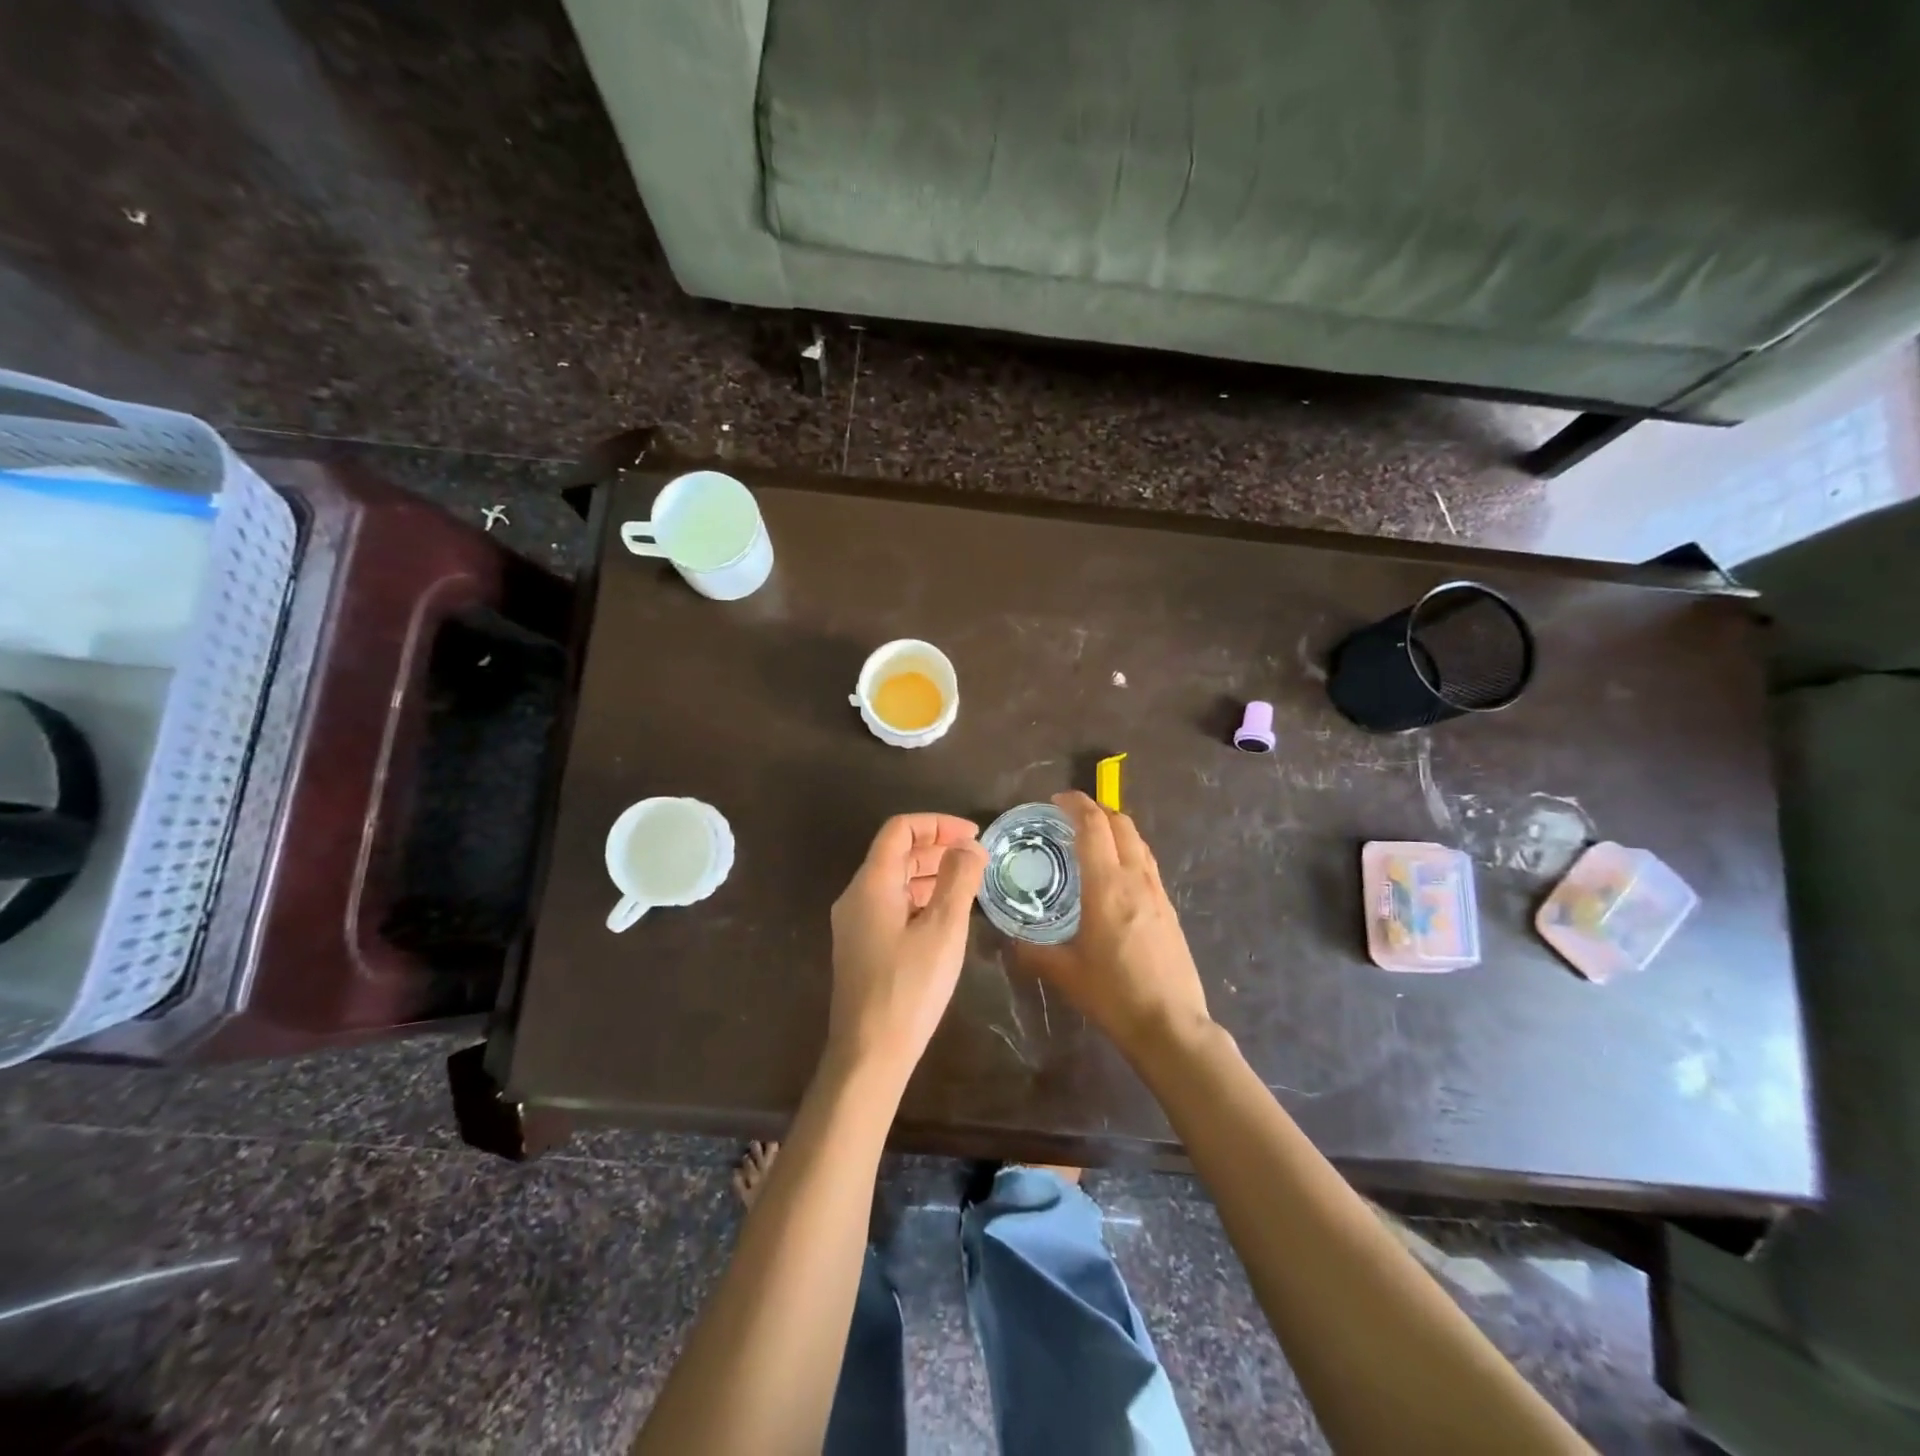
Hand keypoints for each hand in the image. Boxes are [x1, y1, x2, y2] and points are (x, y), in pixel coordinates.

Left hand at [826, 813, 987, 1087]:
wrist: (869, 1054)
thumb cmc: (909, 987)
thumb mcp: (943, 930)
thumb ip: (958, 880)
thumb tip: (969, 846)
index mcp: (872, 884)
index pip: (900, 830)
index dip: (938, 824)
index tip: (973, 836)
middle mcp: (856, 895)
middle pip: (896, 853)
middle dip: (937, 847)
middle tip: (976, 858)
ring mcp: (855, 923)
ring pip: (894, 881)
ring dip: (930, 873)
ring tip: (968, 882)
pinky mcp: (861, 946)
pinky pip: (891, 905)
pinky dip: (919, 898)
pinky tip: (945, 915)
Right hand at [1020, 791, 1211, 1062]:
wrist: (1171, 1025)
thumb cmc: (1113, 994)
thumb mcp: (1064, 973)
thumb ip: (1032, 952)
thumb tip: (1009, 941)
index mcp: (1107, 885)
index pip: (1093, 825)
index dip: (1075, 804)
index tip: (1056, 800)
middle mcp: (1135, 878)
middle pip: (1121, 824)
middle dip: (1096, 810)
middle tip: (1070, 816)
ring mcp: (1157, 892)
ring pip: (1139, 841)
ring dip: (1116, 829)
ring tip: (1092, 839)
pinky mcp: (1169, 908)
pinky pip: (1147, 863)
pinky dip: (1129, 851)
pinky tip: (1116, 874)